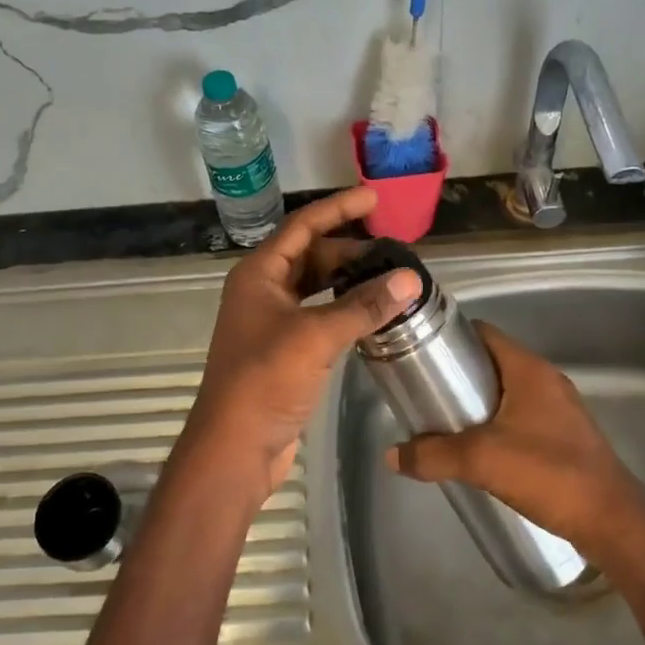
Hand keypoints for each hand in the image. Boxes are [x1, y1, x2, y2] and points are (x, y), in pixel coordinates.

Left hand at [181, 187, 421, 504]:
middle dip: (350, 250)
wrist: (234, 447)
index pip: (303, 226)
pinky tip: (372, 314)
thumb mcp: (315, 336)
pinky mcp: (284, 350)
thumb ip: (363, 306)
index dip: (338, 208)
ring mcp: (271, 322)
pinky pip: (319, 316)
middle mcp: (262, 290)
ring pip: (316, 288)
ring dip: (348, 282)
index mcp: (258, 273)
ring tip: (390, 279)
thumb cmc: (265, 380)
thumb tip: (409, 280)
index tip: (374, 197)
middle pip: (311, 256)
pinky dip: (344, 310)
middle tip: (393, 252)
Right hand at [387, 322, 644, 556]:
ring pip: (508, 392)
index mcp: (529, 370)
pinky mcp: (566, 437)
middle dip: (459, 374)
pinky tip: (480, 451)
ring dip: (478, 403)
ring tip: (446, 423)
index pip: (484, 333)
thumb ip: (433, 455)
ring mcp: (560, 409)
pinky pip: (522, 417)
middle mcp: (546, 381)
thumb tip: (392, 456)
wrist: (614, 522)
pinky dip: (498, 424)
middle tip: (427, 393)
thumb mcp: (481, 460)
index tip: (422, 354)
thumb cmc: (549, 474)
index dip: (452, 338)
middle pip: (493, 362)